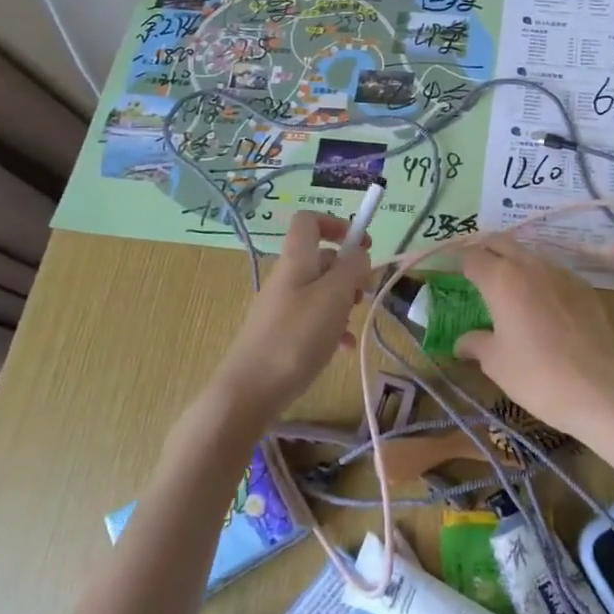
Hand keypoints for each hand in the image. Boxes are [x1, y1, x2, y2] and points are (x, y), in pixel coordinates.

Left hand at [213, 210, 371, 425]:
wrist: (249, 392)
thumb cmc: (295, 337)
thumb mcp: (334, 297)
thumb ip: (351, 269)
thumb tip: (358, 253)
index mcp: (296, 259)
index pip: (310, 220)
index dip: (337, 224)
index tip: (362, 244)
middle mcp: (287, 277)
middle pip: (322, 258)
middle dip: (349, 272)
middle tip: (364, 293)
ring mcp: (282, 306)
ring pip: (321, 290)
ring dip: (344, 301)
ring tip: (353, 324)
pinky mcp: (282, 333)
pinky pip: (314, 319)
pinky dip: (332, 327)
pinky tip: (344, 349)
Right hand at [453, 235, 613, 441]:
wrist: (598, 390)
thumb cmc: (536, 375)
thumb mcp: (495, 362)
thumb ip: (475, 343)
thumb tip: (461, 342)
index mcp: (501, 279)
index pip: (472, 257)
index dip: (458, 262)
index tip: (451, 271)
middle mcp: (531, 265)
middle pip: (501, 243)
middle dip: (485, 250)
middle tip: (475, 267)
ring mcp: (562, 273)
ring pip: (530, 255)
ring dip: (515, 263)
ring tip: (508, 285)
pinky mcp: (585, 287)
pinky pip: (555, 273)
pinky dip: (541, 279)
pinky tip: (542, 303)